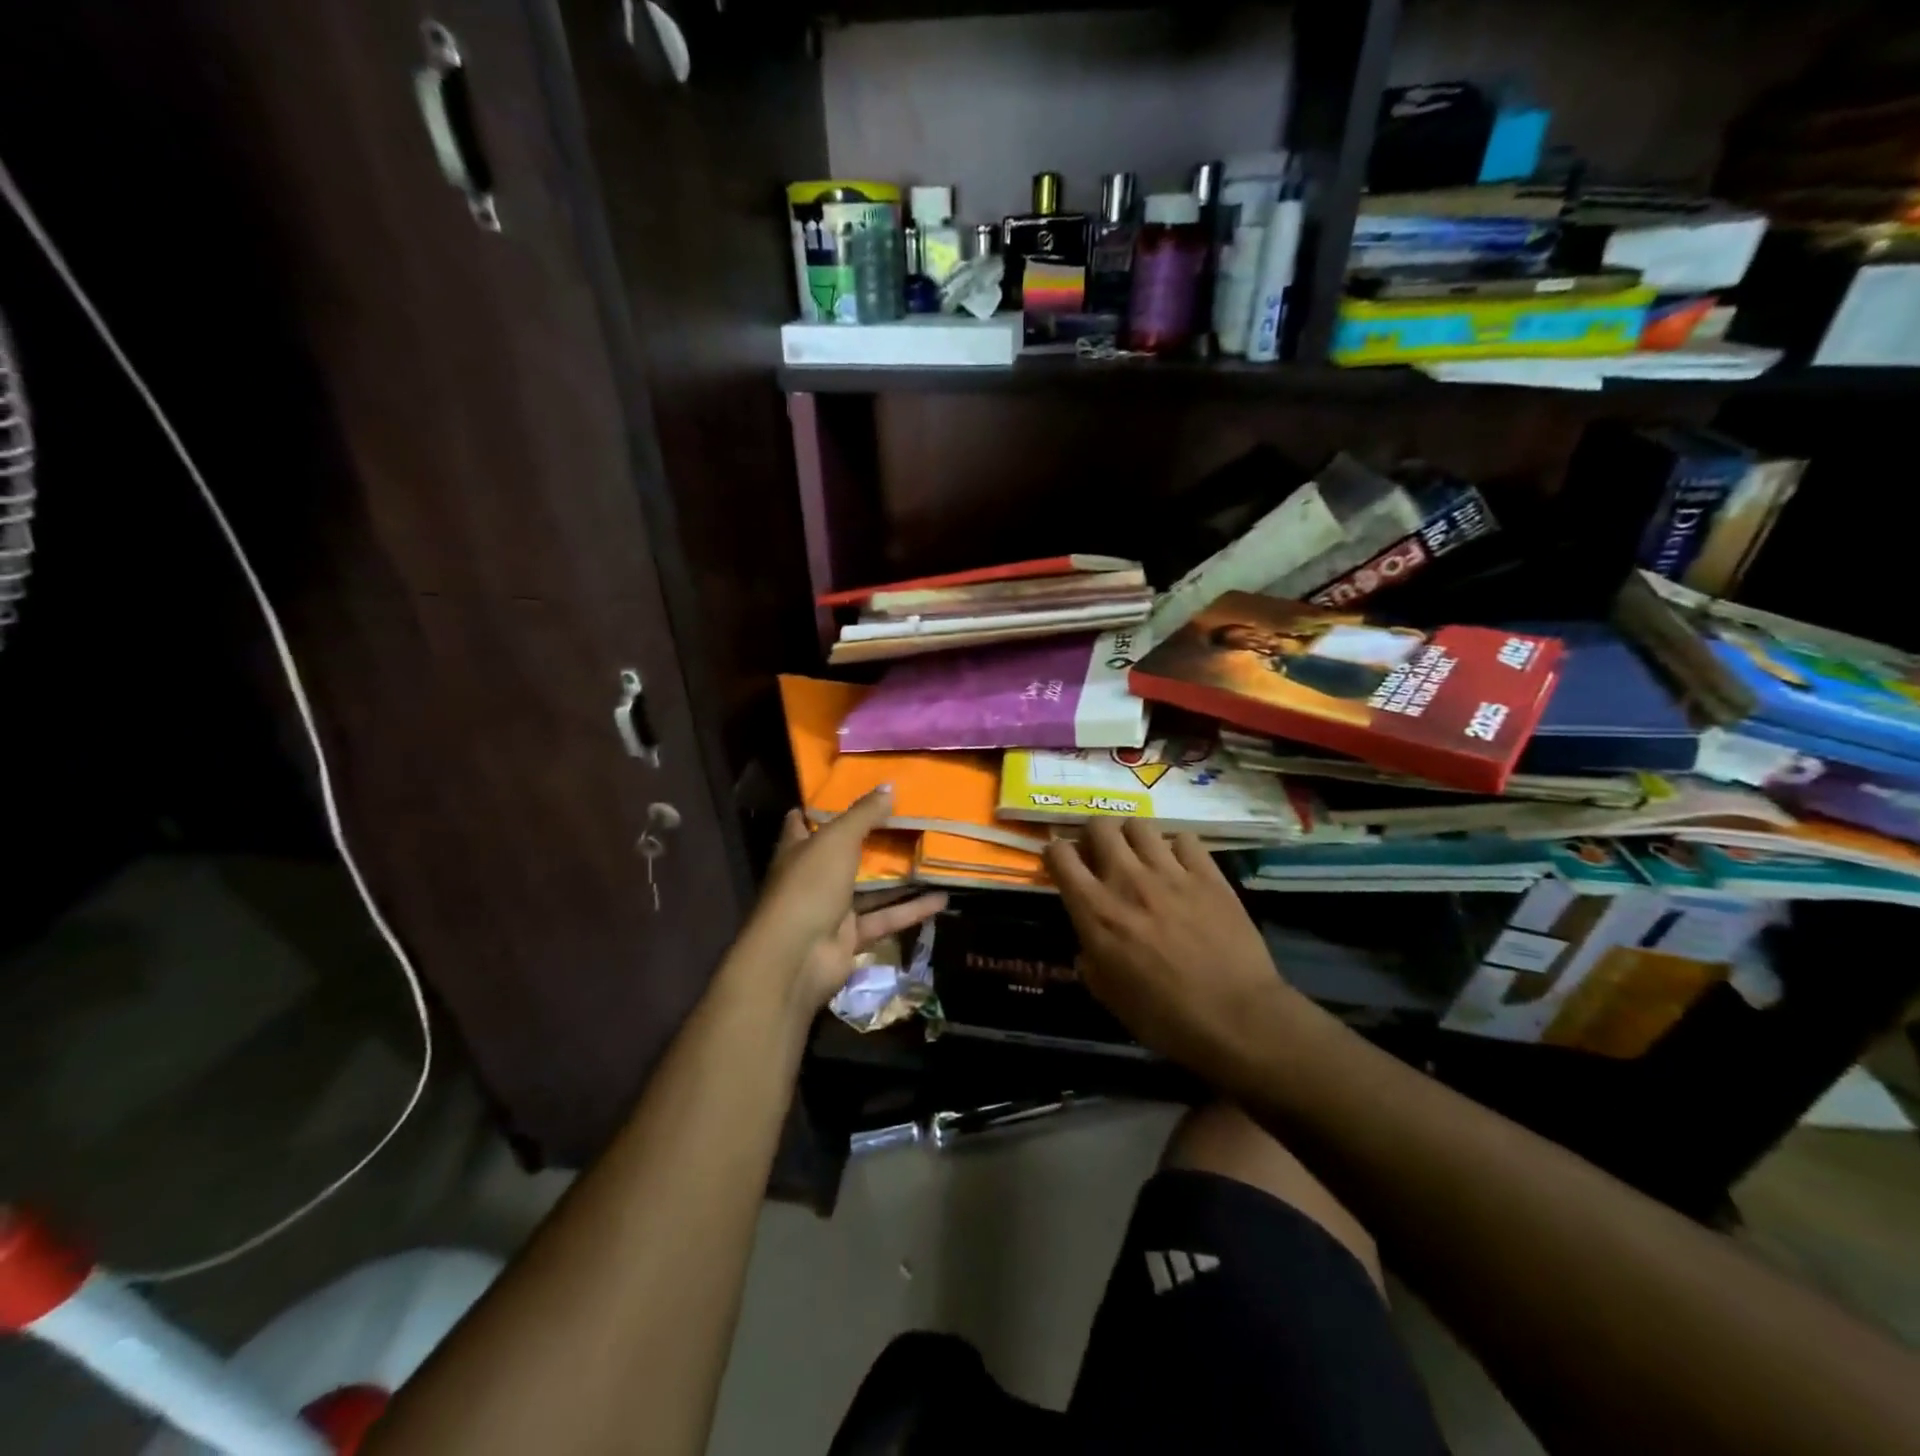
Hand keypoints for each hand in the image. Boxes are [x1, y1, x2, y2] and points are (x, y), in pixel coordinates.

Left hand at [736, 787, 946, 1023]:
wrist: (797, 958)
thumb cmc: (810, 886)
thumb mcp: (837, 840)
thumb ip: (864, 814)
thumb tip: (889, 785)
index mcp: (798, 849)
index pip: (803, 821)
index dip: (822, 807)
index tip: (852, 790)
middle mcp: (813, 877)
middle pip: (844, 853)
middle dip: (872, 839)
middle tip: (908, 819)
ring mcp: (831, 908)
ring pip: (870, 888)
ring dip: (899, 877)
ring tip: (932, 856)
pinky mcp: (851, 936)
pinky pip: (885, 918)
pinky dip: (911, 910)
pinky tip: (942, 899)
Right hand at [1045, 819, 1303, 1071]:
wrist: (1236, 1019)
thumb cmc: (1165, 1018)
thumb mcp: (1109, 996)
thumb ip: (1090, 960)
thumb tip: (1089, 944)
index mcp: (1095, 911)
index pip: (1059, 854)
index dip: (1056, 855)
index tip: (1064, 867)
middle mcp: (1127, 880)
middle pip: (1099, 826)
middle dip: (1094, 836)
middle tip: (1102, 856)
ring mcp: (1170, 873)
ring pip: (1140, 825)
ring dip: (1133, 838)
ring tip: (1141, 857)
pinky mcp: (1208, 875)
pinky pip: (1185, 839)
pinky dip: (1177, 849)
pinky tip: (1181, 867)